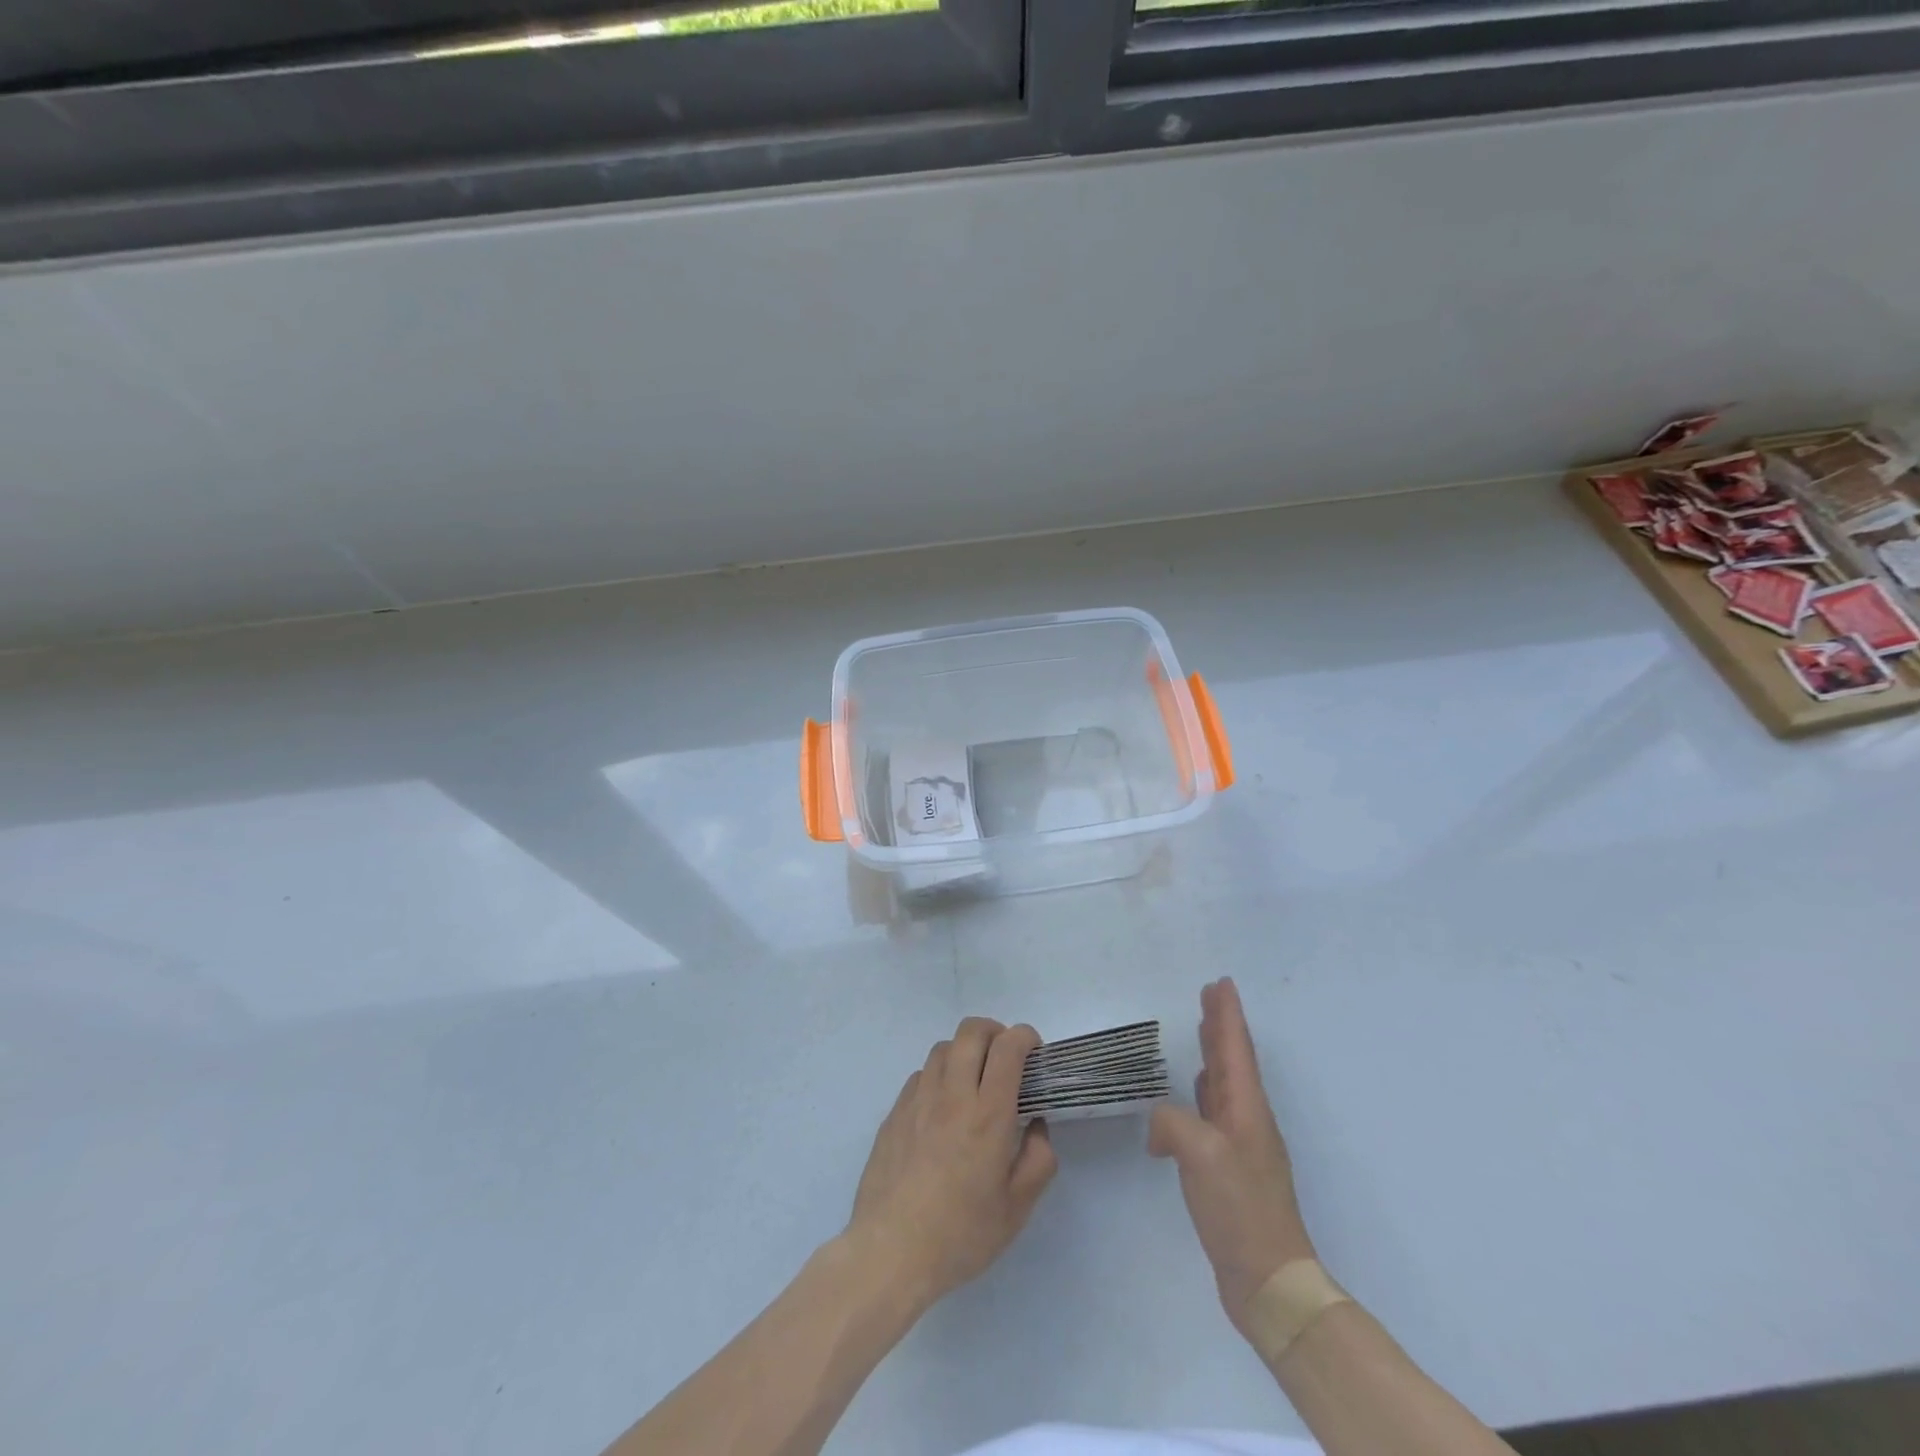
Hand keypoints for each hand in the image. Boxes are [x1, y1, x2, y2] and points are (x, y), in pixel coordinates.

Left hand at [846, 1018, 1056, 1312]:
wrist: (891, 1252)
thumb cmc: (960, 1234)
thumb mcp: (1016, 1209)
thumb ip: (1037, 1161)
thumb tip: (1036, 1126)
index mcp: (987, 1114)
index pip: (1007, 1048)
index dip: (1025, 1037)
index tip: (1034, 1052)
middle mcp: (952, 1094)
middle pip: (972, 1031)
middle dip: (995, 1032)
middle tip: (1006, 1057)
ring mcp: (918, 1100)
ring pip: (943, 1048)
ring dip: (964, 1052)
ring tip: (973, 1080)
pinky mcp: (894, 1112)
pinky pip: (920, 1075)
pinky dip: (939, 1076)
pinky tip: (942, 1108)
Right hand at [1150, 978, 1316, 1340]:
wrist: (1269, 1280)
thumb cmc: (1240, 1207)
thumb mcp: (1200, 1154)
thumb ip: (1171, 1123)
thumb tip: (1160, 1128)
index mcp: (1246, 1108)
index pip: (1235, 1049)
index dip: (1228, 1014)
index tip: (1221, 983)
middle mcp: (1247, 1120)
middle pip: (1233, 1060)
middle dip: (1221, 1025)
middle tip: (1209, 995)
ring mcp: (1240, 1145)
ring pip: (1224, 1084)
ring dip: (1214, 1054)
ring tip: (1202, 1030)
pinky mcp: (1229, 1169)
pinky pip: (1213, 1112)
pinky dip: (1203, 1092)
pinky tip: (1193, 1093)